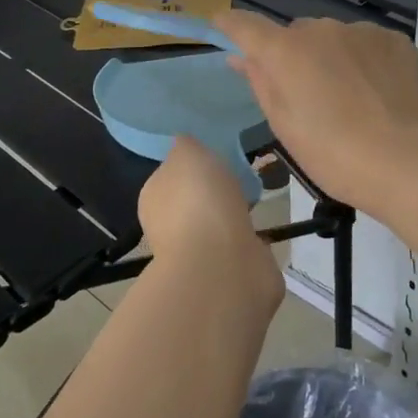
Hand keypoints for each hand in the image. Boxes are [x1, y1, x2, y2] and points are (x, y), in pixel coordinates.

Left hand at [137, 136, 281, 310]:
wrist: (222, 264)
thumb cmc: (198, 200)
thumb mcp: (187, 153)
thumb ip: (185, 145)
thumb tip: (185, 145)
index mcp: (154, 198)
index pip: (170, 177)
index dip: (191, 167)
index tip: (214, 158)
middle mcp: (170, 227)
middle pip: (195, 202)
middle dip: (214, 193)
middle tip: (239, 177)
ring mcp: (200, 253)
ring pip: (218, 225)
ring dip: (233, 216)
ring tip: (256, 200)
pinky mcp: (229, 272)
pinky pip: (240, 247)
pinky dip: (249, 239)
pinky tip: (263, 228)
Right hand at [215, 12, 417, 209]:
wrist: (408, 160)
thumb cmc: (335, 154)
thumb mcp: (285, 126)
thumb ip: (260, 83)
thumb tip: (240, 57)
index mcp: (286, 51)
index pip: (245, 25)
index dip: (229, 24)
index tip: (221, 26)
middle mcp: (321, 29)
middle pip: (295, 34)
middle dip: (293, 56)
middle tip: (306, 96)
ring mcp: (362, 31)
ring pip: (334, 38)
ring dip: (331, 57)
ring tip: (349, 99)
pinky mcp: (395, 40)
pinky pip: (366, 44)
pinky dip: (363, 61)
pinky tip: (376, 93)